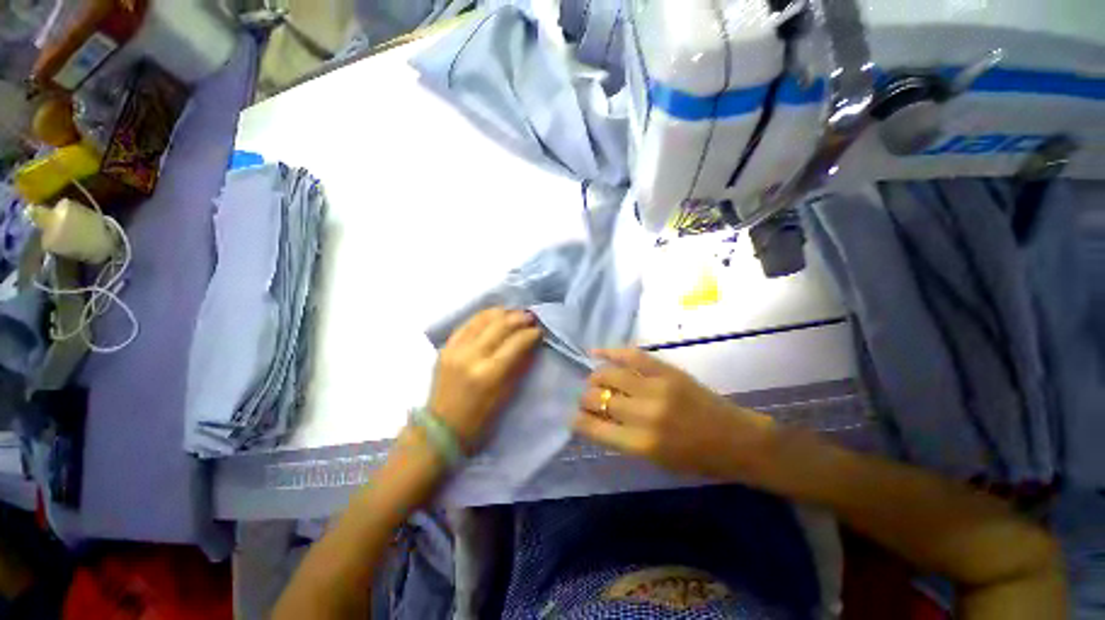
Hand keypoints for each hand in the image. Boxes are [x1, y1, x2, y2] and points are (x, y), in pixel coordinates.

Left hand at [428, 308, 542, 450]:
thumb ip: (518, 367)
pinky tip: (494, 315)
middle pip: (500, 325)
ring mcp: (455, 349)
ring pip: (482, 318)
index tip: (539, 331)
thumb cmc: (479, 420)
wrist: (441, 429)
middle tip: (531, 317)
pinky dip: (483, 316)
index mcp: (488, 374)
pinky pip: (467, 323)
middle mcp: (471, 356)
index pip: (515, 343)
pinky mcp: (445, 347)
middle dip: (519, 318)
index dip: (531, 333)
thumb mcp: (505, 397)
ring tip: (515, 313)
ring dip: (502, 312)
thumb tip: (531, 344)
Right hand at [573, 348, 774, 480]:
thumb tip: (596, 420)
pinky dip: (611, 352)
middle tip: (585, 398)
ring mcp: (656, 388)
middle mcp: (644, 414)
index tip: (573, 417)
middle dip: (584, 398)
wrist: (736, 439)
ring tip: (594, 380)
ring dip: (595, 377)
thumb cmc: (696, 459)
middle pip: (598, 398)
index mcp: (642, 443)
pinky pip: (632, 356)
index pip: (595, 428)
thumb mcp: (656, 461)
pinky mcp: (666, 371)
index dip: (578, 421)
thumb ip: (623, 440)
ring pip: (609, 374)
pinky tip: (597, 352)